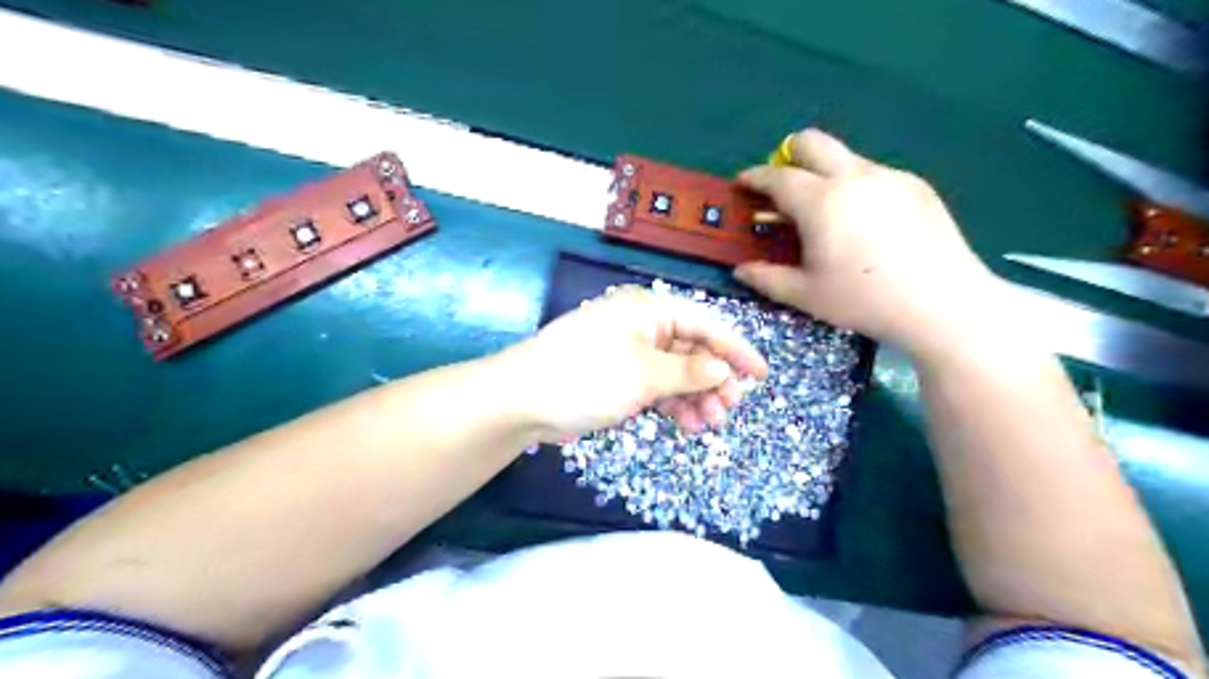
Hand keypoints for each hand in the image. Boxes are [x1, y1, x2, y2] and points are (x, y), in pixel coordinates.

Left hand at [504, 287, 769, 440]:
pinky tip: (687, 423)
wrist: (524, 399)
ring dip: (695, 396)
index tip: (761, 375)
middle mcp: (642, 325)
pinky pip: (656, 385)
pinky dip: (673, 402)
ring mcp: (629, 352)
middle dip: (713, 380)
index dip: (735, 349)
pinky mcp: (619, 376)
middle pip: (691, 350)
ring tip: (710, 423)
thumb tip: (723, 370)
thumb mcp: (644, 374)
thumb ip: (689, 373)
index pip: (704, 324)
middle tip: (730, 408)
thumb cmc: (587, 376)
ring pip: (675, 371)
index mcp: (648, 310)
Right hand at [737, 131, 1002, 357]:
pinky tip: (865, 224)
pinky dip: (856, 188)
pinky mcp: (916, 186)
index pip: (777, 177)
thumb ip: (766, 278)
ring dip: (824, 174)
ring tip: (826, 215)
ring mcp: (889, 177)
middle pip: (812, 143)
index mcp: (821, 202)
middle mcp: (854, 177)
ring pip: (845, 158)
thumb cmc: (863, 300)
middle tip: (781, 185)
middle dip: (788, 155)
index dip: (754, 178)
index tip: (742, 184)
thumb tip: (741, 270)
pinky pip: (874, 175)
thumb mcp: (805, 295)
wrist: (941, 302)